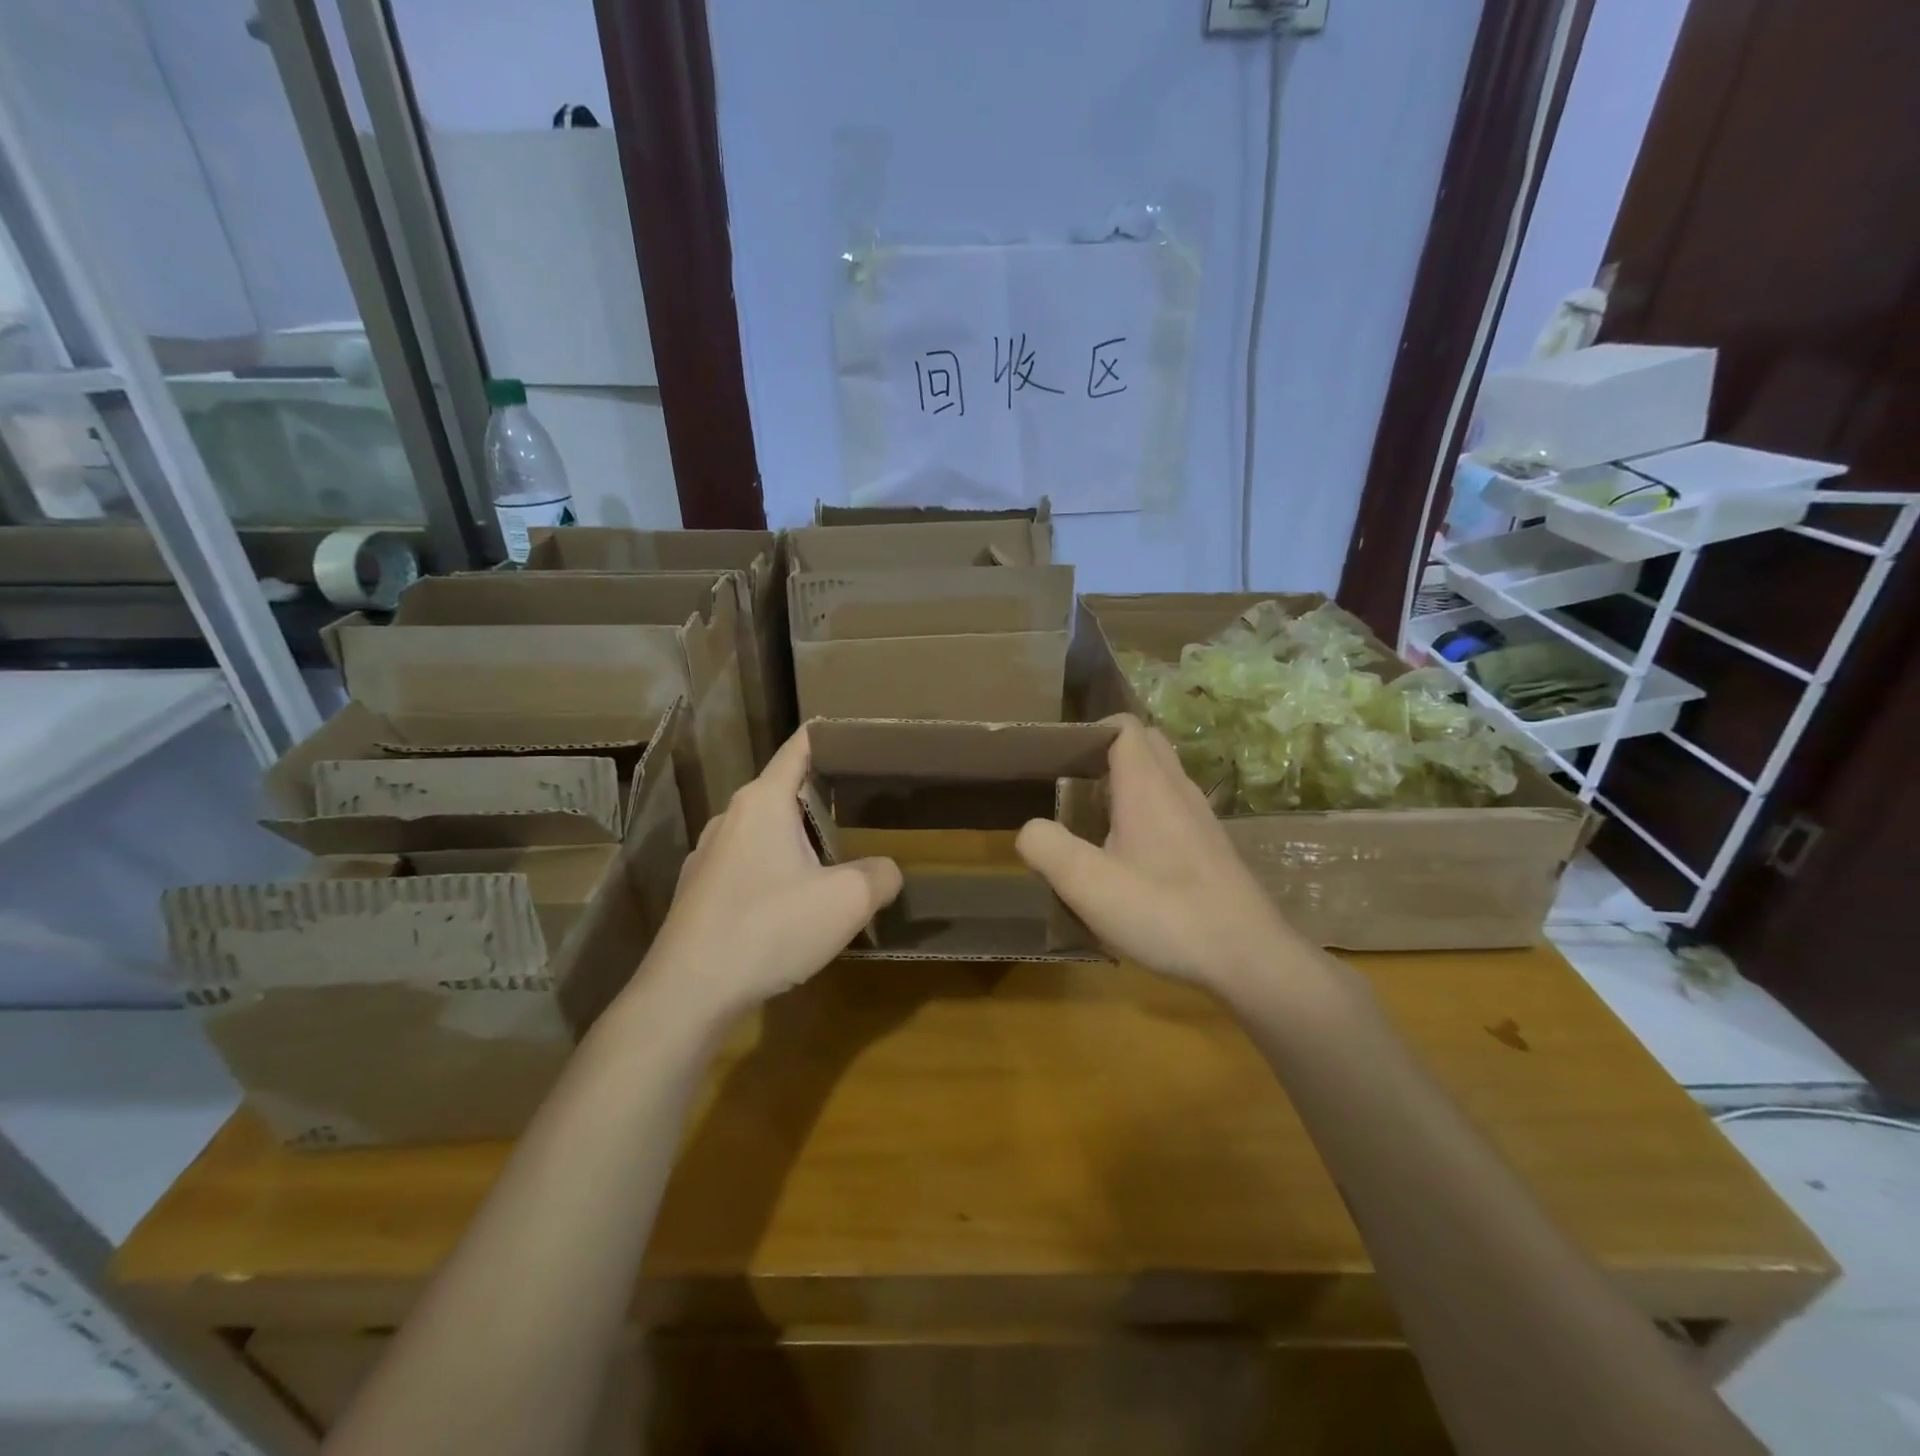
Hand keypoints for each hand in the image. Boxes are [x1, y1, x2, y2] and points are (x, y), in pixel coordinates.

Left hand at [636, 728, 901, 1021]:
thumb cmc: (770, 928)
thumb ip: (881, 875)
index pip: (800, 748)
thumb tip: (886, 870)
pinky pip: (747, 866)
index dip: (832, 737)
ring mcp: (708, 855)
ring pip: (765, 832)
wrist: (687, 993)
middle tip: (865, 809)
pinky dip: (775, 871)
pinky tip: (793, 906)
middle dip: (824, 798)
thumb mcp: (847, 901)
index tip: (861, 737)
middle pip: (784, 792)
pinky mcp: (698, 892)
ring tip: (836, 861)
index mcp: (763, 801)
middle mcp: (731, 817)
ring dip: (799, 841)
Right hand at [1015, 715, 1306, 1000]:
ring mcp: (1202, 817)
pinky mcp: (1213, 846)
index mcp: (1147, 786)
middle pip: (1146, 745)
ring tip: (1096, 822)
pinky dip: (1149, 813)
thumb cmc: (1165, 913)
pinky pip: (1175, 808)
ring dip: (1129, 785)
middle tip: (1075, 787)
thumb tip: (1030, 829)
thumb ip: (1048, 848)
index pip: (1124, 727)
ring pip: (1163, 778)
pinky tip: (1133, 858)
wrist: (1249, 958)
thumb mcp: (1088, 885)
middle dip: (1108, 754)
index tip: (1062, 758)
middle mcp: (1178, 790)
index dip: (1091, 731)